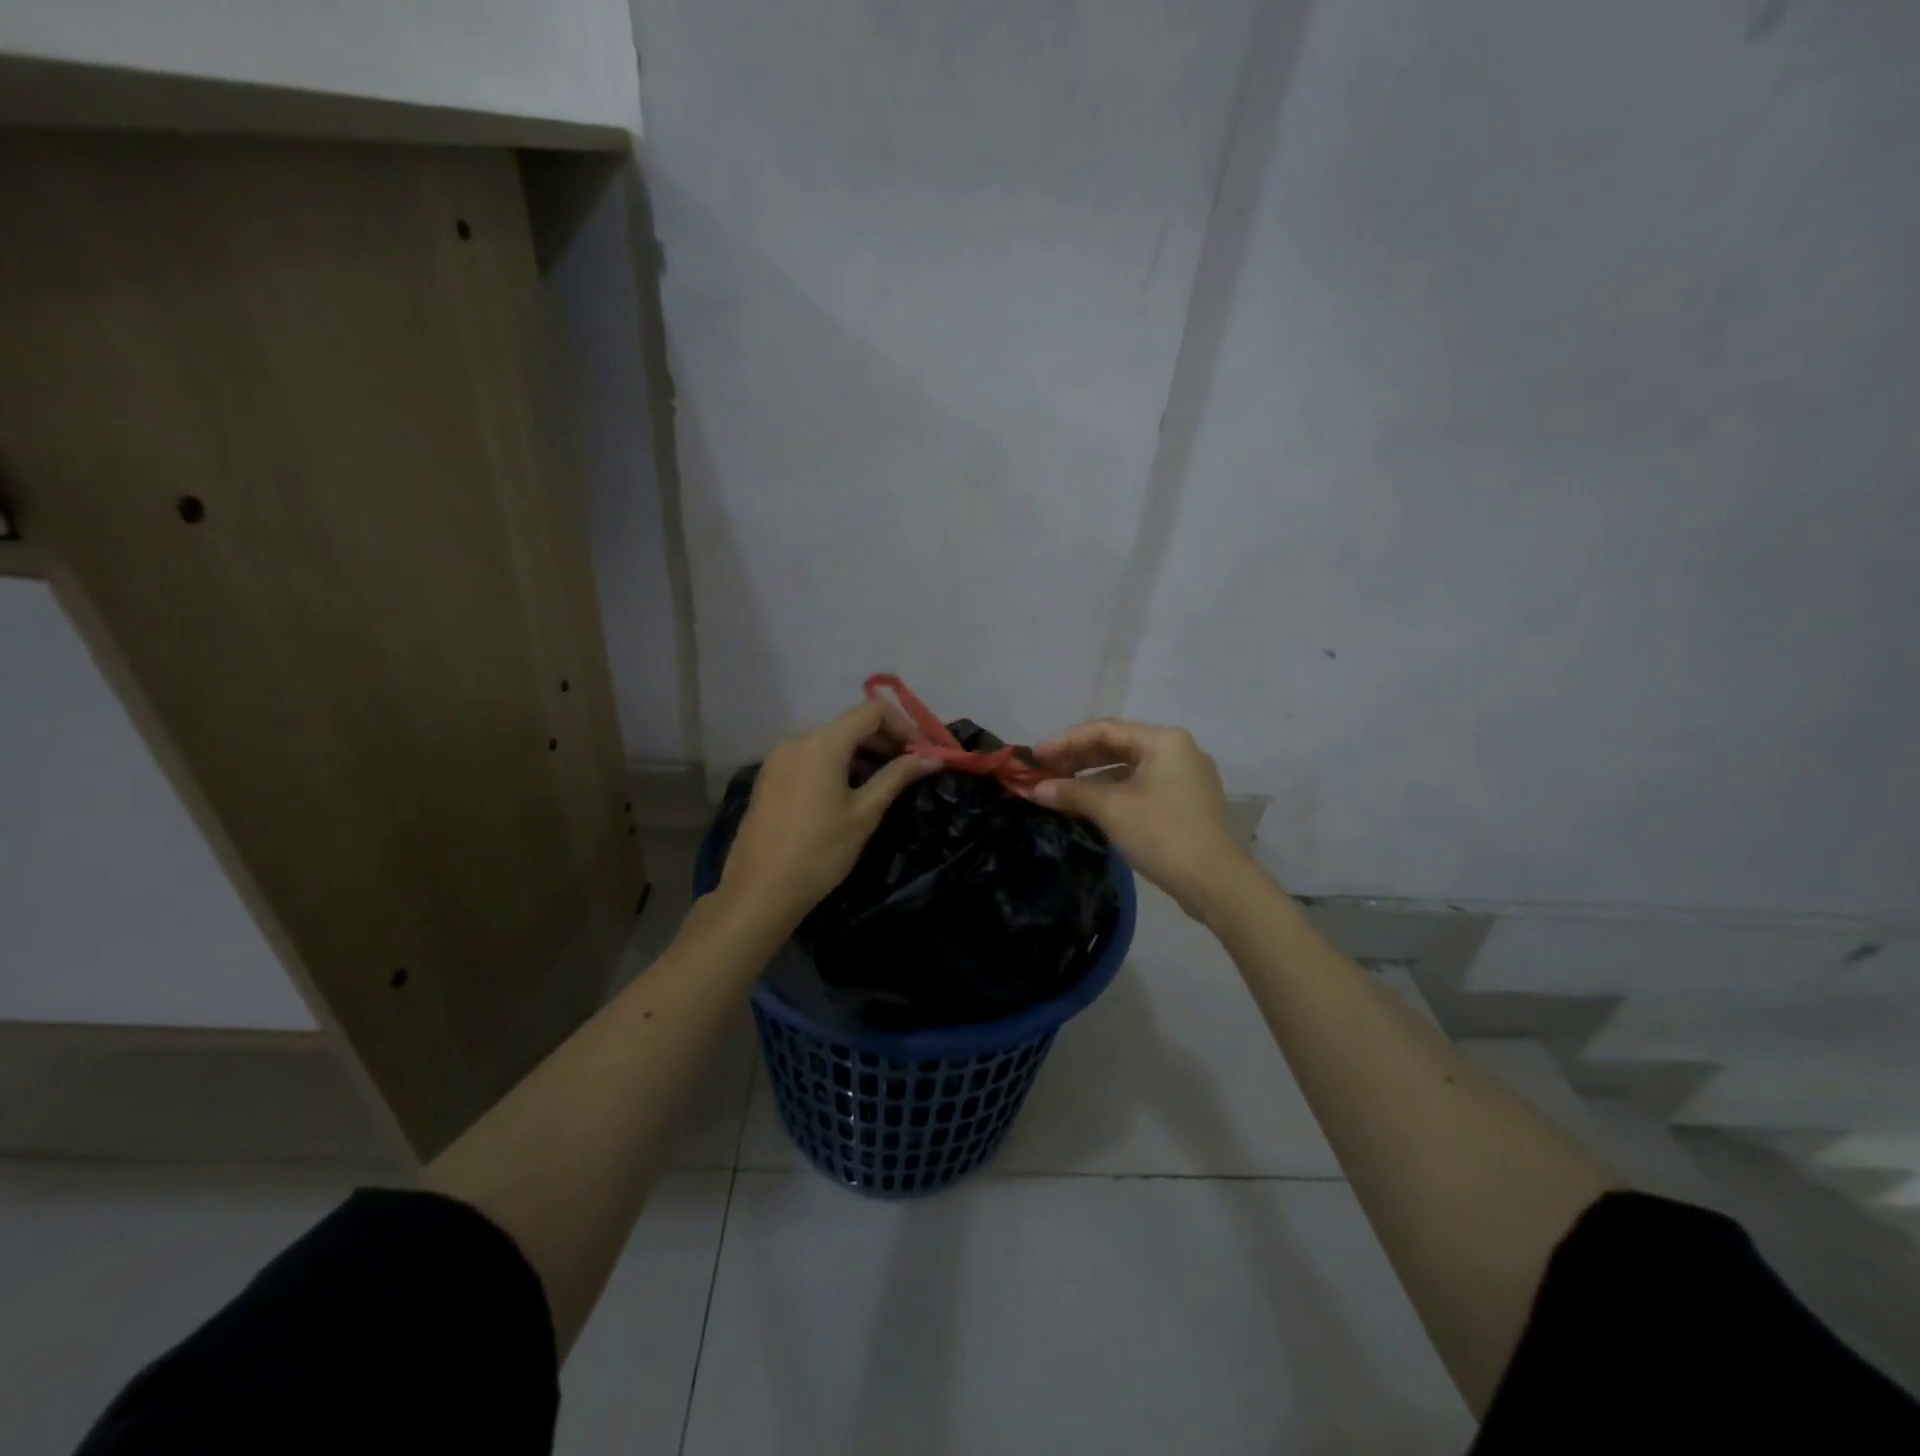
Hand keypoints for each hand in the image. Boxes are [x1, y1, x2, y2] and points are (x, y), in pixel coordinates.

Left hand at [720, 699, 935, 927]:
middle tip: (911, 768)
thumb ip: (897, 777)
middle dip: (885, 740)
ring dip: (862, 753)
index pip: (872, 710)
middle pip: (850, 724)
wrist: (760, 890)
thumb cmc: (820, 851)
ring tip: (885, 782)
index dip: (904, 724)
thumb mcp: (864, 813)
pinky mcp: (770, 777)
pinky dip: (838, 764)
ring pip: (831, 741)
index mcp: (823, 742)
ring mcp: (779, 758)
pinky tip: (851, 792)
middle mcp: (798, 740)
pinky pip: (812, 757)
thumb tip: (933, 757)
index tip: (923, 752)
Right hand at [1031, 719, 1255, 915]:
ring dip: (1091, 778)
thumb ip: (1071, 792)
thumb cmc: (1162, 834)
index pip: (1104, 729)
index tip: (1034, 757)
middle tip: (1042, 772)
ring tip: (1057, 789)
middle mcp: (1177, 750)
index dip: (1065, 741)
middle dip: (1076, 759)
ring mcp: (1184, 777)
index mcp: (1163, 740)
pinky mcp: (1184, 803)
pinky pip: (1140, 787)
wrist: (1216, 882)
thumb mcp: (1111, 809)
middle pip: (1117, 745)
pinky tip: (1086, 805)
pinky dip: (1112, 792)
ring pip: (1128, 768)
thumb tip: (1034, 789)